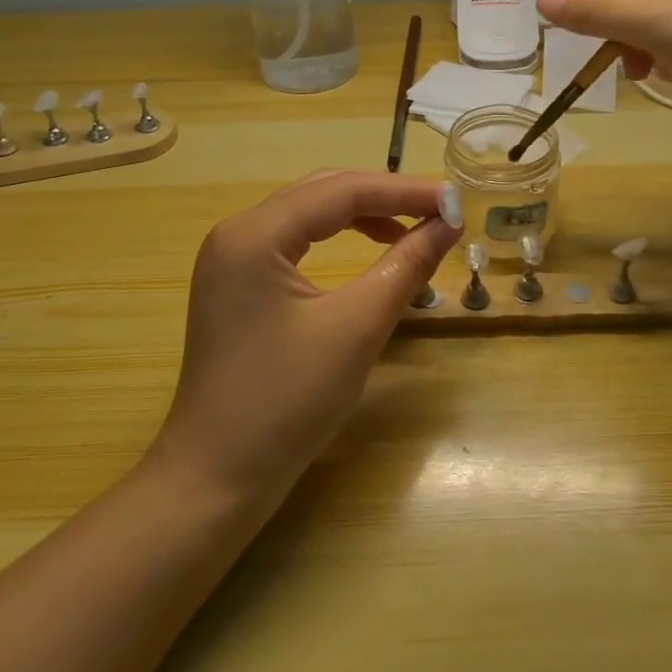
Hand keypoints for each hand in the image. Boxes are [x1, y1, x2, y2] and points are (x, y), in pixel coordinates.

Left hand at [150, 170, 460, 500]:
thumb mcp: (355, 329)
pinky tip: (371, 253)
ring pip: (308, 215)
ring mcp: (231, 260)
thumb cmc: (286, 403)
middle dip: (384, 197)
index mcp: (254, 234)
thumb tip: (448, 223)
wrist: (215, 481)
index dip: (403, 191)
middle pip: (321, 193)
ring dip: (363, 216)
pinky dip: (338, 240)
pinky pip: (295, 243)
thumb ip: (405, 266)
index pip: (340, 191)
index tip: (455, 201)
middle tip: (439, 212)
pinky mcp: (237, 285)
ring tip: (413, 230)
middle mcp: (236, 233)